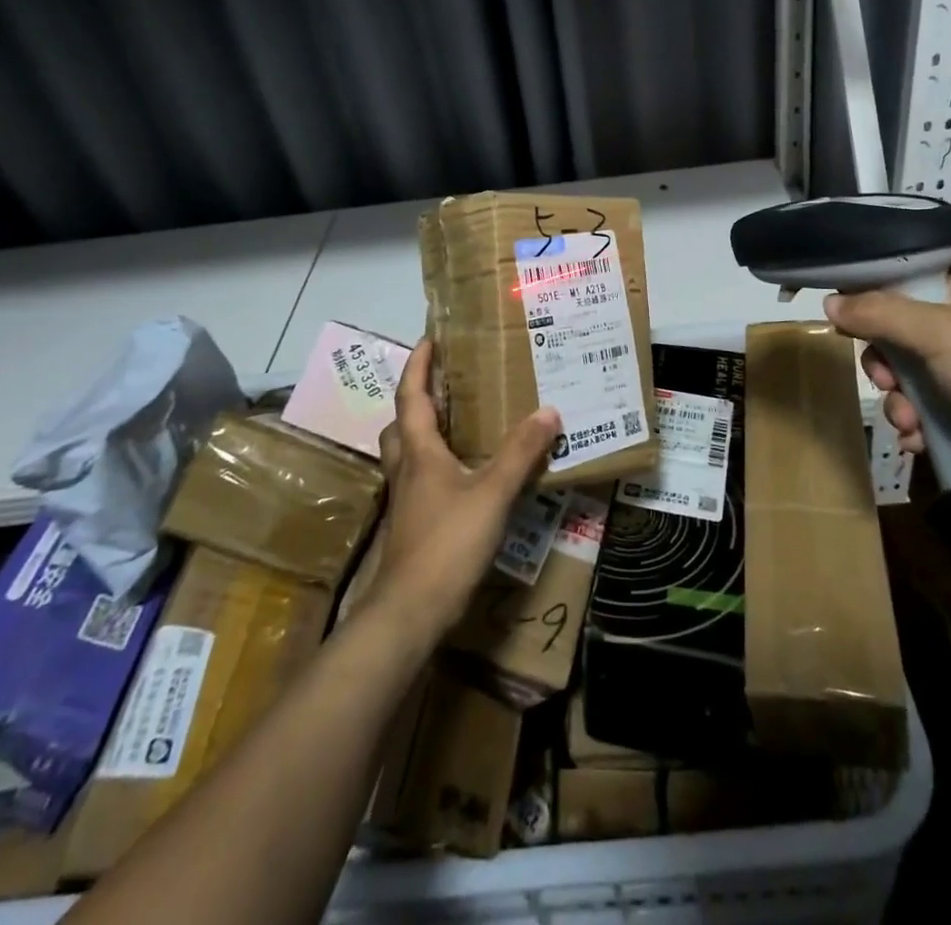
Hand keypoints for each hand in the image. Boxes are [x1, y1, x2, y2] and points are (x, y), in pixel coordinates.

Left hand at [363, 340, 559, 639]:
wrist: (411, 611)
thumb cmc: (447, 543)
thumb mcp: (492, 493)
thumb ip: (520, 453)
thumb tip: (549, 411)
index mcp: (420, 452)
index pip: (411, 397)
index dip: (418, 366)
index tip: (429, 339)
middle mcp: (407, 469)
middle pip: (402, 424)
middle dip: (418, 399)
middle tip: (446, 384)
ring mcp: (407, 500)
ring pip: (408, 454)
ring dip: (424, 432)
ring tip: (458, 424)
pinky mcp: (414, 525)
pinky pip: (422, 480)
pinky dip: (438, 465)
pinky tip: (465, 476)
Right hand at [824, 277, 950, 515]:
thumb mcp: (936, 333)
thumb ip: (879, 313)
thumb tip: (828, 301)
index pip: (915, 288)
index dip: (879, 304)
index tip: (850, 323)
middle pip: (907, 337)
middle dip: (887, 363)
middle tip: (882, 379)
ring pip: (914, 380)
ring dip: (900, 402)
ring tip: (906, 420)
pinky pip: (931, 414)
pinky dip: (918, 426)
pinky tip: (918, 441)